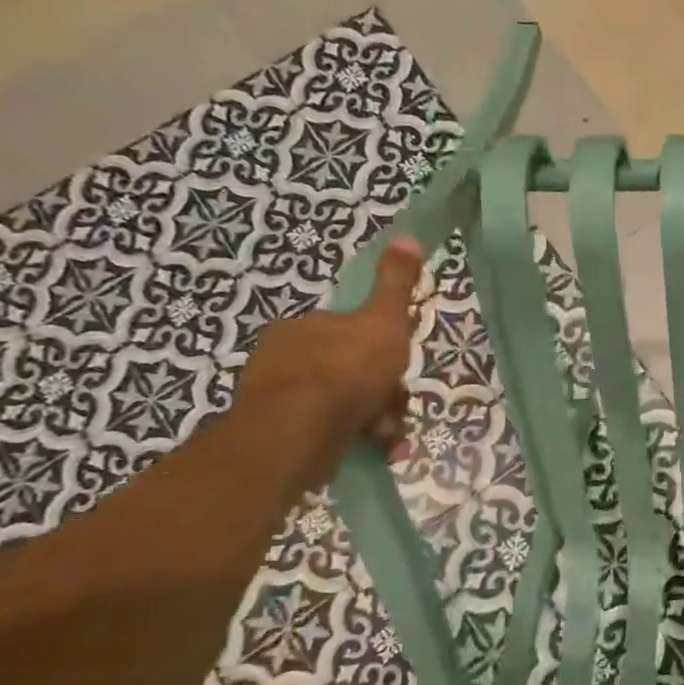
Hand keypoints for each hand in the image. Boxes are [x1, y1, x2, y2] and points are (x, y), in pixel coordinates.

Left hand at [233, 236, 425, 489]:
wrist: (299, 428)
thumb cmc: (347, 370)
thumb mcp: (383, 321)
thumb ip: (395, 284)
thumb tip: (407, 236)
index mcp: (303, 326)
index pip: (350, 333)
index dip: (380, 351)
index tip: (396, 368)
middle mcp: (283, 356)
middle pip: (347, 371)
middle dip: (379, 391)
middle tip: (396, 407)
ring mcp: (276, 397)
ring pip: (340, 404)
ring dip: (373, 418)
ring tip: (388, 435)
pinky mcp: (277, 433)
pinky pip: (326, 431)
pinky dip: (353, 438)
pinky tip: (373, 447)